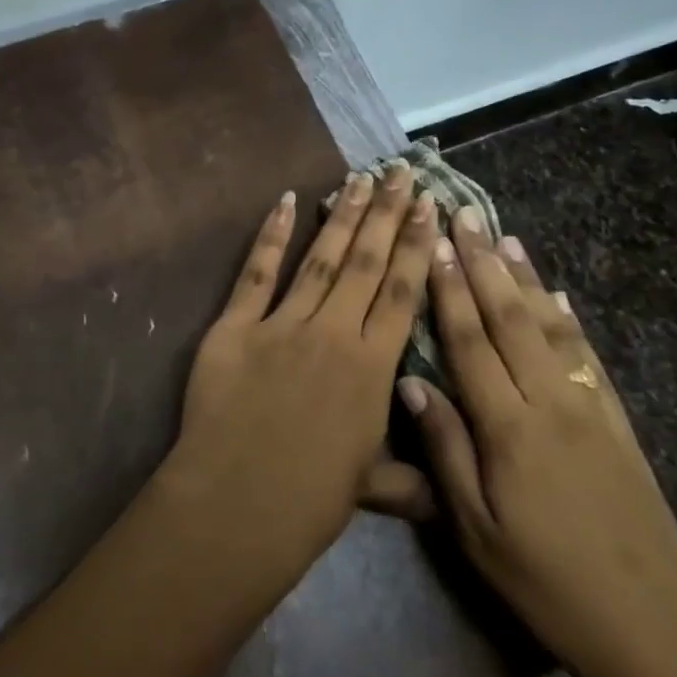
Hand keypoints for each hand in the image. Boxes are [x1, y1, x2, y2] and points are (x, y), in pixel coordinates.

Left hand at [156, 164, 437, 581]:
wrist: (237, 504)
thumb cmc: (309, 501)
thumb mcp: (370, 487)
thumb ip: (407, 477)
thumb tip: (442, 491)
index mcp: (374, 369)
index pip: (404, 294)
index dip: (419, 248)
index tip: (432, 208)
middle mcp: (334, 334)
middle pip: (367, 263)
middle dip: (388, 214)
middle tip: (401, 172)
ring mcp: (282, 325)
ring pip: (321, 258)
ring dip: (343, 216)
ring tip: (360, 178)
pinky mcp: (234, 327)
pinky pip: (256, 273)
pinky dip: (271, 236)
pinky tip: (286, 201)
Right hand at [400, 211, 676, 676]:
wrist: (653, 631)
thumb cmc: (544, 583)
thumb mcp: (474, 529)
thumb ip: (444, 449)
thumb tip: (410, 382)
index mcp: (509, 428)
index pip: (470, 342)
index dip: (447, 290)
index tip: (431, 244)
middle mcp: (552, 403)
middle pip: (511, 319)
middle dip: (483, 264)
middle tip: (465, 216)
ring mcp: (592, 411)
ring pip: (552, 328)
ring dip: (525, 279)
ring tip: (506, 237)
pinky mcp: (620, 427)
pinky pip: (590, 359)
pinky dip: (570, 320)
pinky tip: (560, 297)